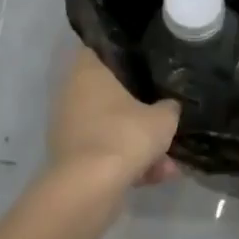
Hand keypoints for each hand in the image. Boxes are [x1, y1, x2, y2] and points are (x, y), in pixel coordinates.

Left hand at [48, 49, 180, 185]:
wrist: (89, 188)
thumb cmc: (124, 136)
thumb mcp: (163, 119)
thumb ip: (169, 108)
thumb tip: (170, 106)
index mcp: (88, 72)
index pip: (102, 49)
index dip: (125, 55)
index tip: (148, 64)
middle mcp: (72, 95)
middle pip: (110, 94)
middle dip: (140, 111)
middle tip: (165, 120)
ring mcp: (69, 127)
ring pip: (111, 127)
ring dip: (138, 144)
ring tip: (168, 165)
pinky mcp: (71, 157)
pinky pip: (105, 151)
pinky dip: (127, 163)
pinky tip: (156, 178)